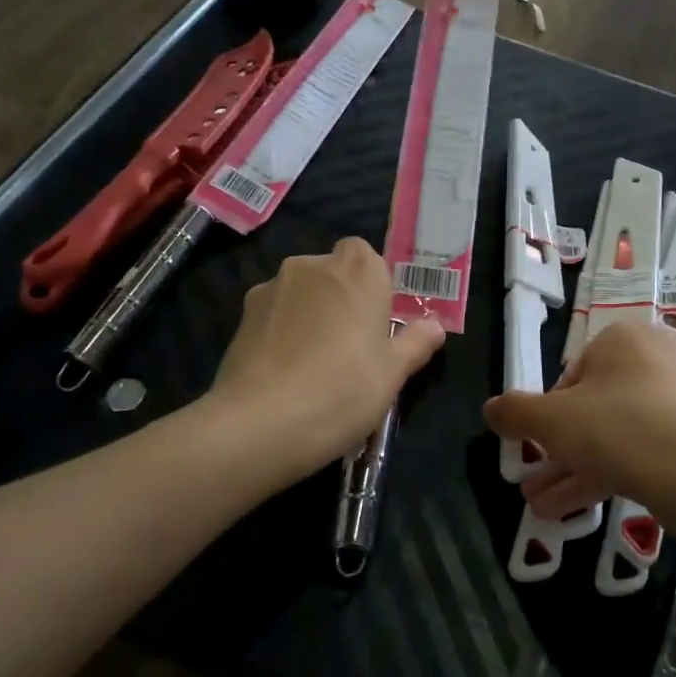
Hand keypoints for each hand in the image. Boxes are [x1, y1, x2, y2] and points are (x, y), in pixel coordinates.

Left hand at [209, 238, 444, 483]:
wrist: (262, 421)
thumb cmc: (343, 389)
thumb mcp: (394, 373)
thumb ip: (415, 343)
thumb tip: (434, 326)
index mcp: (358, 269)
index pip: (367, 255)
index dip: (373, 285)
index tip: (377, 322)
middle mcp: (312, 265)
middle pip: (332, 272)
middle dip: (341, 298)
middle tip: (350, 346)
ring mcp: (271, 287)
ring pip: (300, 293)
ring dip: (309, 314)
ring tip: (312, 363)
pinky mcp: (242, 315)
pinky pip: (273, 314)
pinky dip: (281, 331)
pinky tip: (283, 371)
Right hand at [484, 321, 675, 517]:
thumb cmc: (617, 428)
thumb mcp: (551, 420)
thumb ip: (515, 412)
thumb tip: (490, 409)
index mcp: (625, 338)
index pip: (573, 372)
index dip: (549, 411)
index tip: (538, 442)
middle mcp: (658, 359)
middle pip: (594, 405)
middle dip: (558, 448)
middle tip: (533, 476)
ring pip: (615, 433)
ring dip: (574, 468)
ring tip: (539, 505)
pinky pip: (641, 450)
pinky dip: (607, 474)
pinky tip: (571, 511)